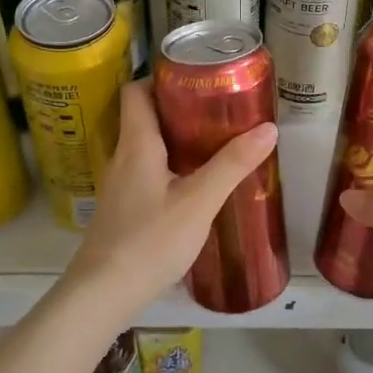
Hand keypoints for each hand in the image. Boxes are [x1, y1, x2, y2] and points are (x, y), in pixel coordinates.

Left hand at [63, 80, 277, 310]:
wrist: (103, 294)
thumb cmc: (150, 241)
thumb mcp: (199, 201)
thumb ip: (232, 165)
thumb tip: (268, 127)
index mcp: (137, 144)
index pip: (136, 91)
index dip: (161, 78)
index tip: (195, 79)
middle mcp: (122, 157)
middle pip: (144, 117)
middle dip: (179, 109)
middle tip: (218, 110)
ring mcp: (119, 185)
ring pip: (146, 147)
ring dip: (176, 140)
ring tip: (213, 143)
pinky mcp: (122, 209)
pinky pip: (146, 172)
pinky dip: (169, 167)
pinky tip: (194, 185)